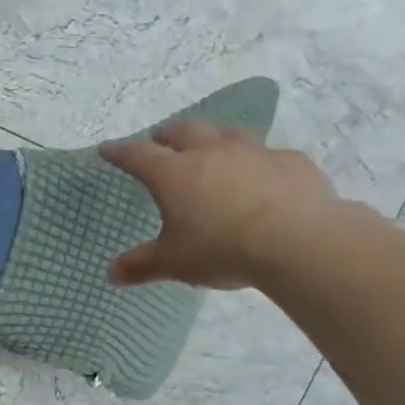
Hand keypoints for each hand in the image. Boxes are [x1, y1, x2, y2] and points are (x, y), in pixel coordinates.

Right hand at [99, 120, 343, 288]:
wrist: (297, 241)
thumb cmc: (222, 249)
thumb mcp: (173, 263)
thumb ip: (141, 265)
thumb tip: (111, 273)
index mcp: (175, 174)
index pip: (138, 155)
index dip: (120, 152)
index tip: (107, 150)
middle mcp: (211, 153)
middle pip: (183, 131)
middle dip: (167, 135)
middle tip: (160, 141)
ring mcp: (254, 153)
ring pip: (227, 133)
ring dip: (212, 137)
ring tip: (209, 147)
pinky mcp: (290, 162)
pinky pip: (269, 155)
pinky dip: (258, 162)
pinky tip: (262, 175)